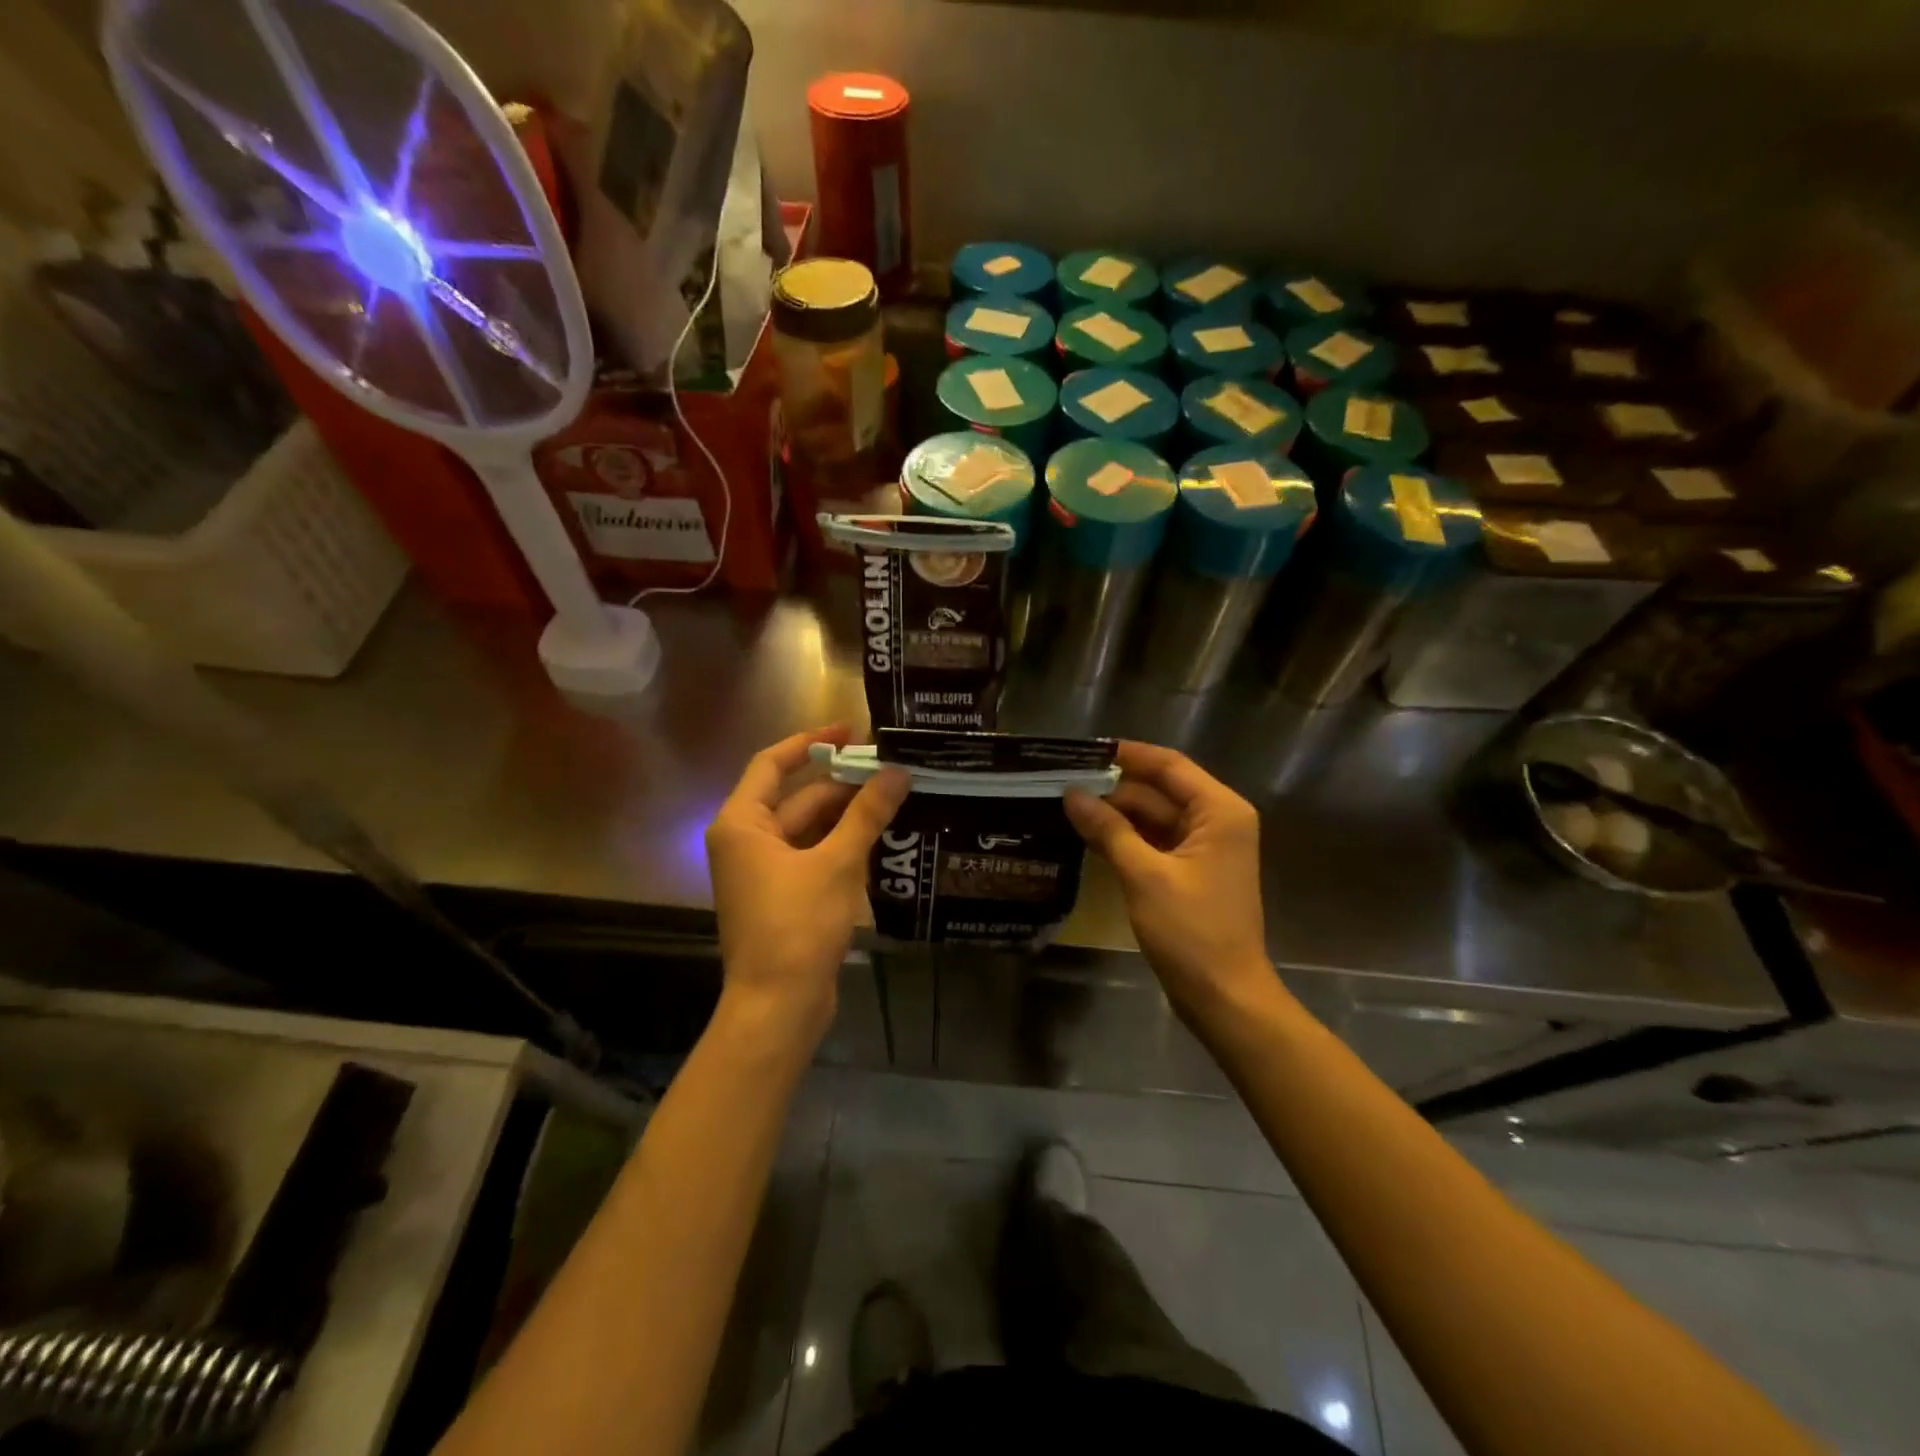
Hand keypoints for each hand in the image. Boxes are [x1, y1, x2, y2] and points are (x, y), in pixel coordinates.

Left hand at [706, 727, 908, 1041]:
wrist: (778, 1006)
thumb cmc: (798, 926)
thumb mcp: (837, 863)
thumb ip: (867, 814)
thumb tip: (898, 771)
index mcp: (743, 823)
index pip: (773, 764)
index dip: (810, 742)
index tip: (850, 731)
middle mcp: (747, 841)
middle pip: (797, 798)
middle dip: (842, 784)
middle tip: (891, 770)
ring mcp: (764, 871)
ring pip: (809, 829)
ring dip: (847, 816)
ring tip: (895, 798)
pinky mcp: (783, 896)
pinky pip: (814, 856)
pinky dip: (842, 845)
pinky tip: (882, 838)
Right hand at [1064, 741, 1273, 1020]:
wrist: (1225, 997)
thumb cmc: (1192, 931)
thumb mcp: (1145, 875)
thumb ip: (1108, 830)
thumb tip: (1072, 794)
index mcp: (1219, 811)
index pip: (1169, 766)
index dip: (1127, 755)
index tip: (1083, 751)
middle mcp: (1217, 821)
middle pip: (1160, 790)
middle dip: (1114, 788)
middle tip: (1064, 782)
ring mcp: (1205, 848)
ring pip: (1154, 817)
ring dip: (1116, 814)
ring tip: (1067, 805)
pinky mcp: (1191, 873)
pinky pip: (1155, 842)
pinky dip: (1126, 838)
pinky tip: (1088, 836)